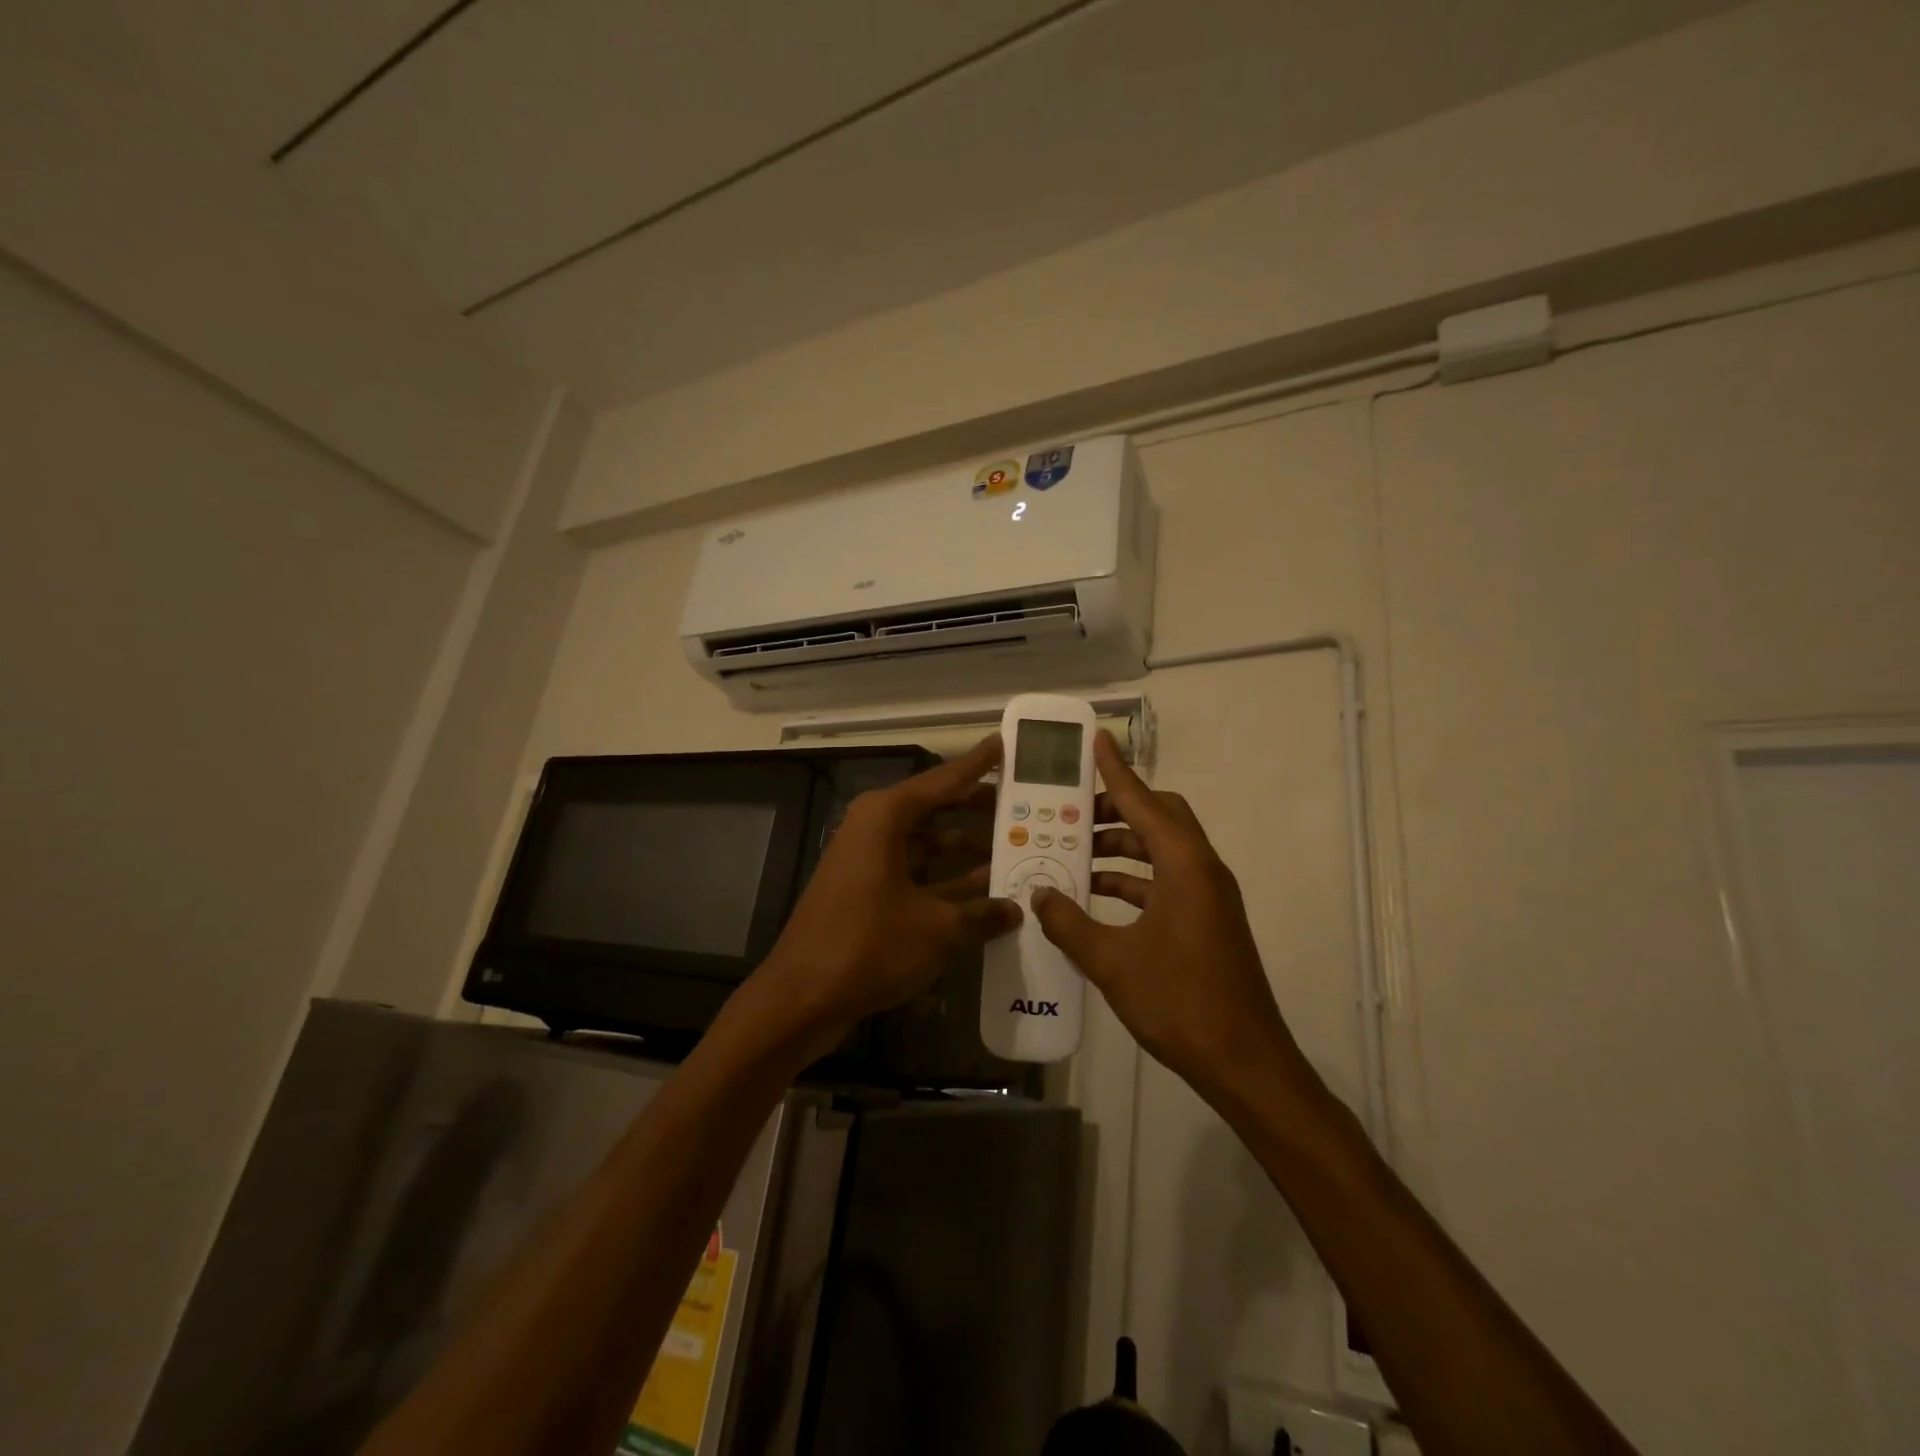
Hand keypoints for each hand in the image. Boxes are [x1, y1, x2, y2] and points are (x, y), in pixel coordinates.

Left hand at [752, 735, 1021, 1055]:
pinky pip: (916, 873)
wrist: (801, 997)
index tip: (1004, 744)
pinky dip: (947, 881)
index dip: (977, 764)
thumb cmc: (870, 946)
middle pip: (936, 809)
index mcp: (886, 817)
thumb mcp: (937, 930)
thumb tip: (1017, 909)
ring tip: (1016, 852)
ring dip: (967, 851)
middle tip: (1022, 805)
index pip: (943, 780)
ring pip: (928, 845)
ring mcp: (868, 861)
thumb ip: (982, 914)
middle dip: (978, 809)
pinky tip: (985, 895)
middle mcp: (875, 829)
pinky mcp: (867, 891)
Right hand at [1029, 732, 1309, 1105]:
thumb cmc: (1179, 1002)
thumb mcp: (1112, 962)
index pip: (1143, 802)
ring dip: (1121, 848)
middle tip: (1074, 811)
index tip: (1097, 740)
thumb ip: (1069, 923)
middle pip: (1160, 817)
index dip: (1116, 770)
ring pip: (1161, 851)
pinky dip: (1133, 880)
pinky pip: (1166, 881)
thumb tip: (1039, 894)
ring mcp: (1208, 897)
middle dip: (1117, 808)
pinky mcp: (1207, 921)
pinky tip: (1096, 897)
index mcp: (1185, 866)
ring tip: (1074, 854)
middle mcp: (1202, 870)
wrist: (1245, 1063)